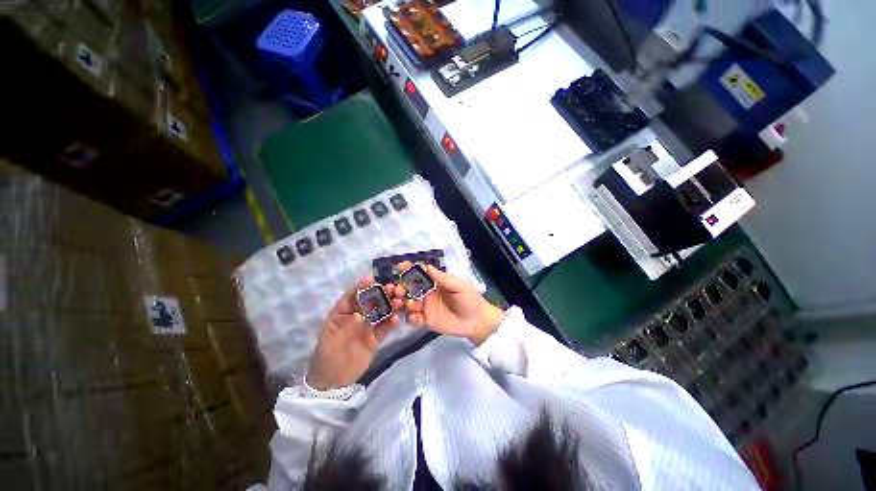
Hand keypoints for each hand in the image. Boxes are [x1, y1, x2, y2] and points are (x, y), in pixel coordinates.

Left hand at [307, 278, 404, 389]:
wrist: (334, 381)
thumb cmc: (327, 356)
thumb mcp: (332, 340)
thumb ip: (347, 326)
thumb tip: (360, 315)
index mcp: (342, 313)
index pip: (352, 296)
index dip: (360, 287)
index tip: (371, 279)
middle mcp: (357, 316)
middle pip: (370, 301)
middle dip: (380, 294)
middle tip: (392, 288)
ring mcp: (367, 327)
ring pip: (380, 312)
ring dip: (390, 306)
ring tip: (399, 301)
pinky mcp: (376, 338)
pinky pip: (385, 328)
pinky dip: (391, 323)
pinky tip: (397, 318)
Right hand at [398, 262, 504, 345]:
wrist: (476, 321)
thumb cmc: (469, 299)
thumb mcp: (458, 285)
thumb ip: (442, 278)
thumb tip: (427, 266)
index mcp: (435, 282)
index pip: (420, 273)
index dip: (409, 269)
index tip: (400, 266)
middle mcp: (427, 293)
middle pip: (409, 288)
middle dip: (401, 287)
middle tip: (398, 290)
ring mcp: (426, 307)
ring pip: (409, 303)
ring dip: (404, 302)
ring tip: (409, 304)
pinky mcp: (426, 321)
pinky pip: (413, 318)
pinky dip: (410, 317)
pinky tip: (414, 317)